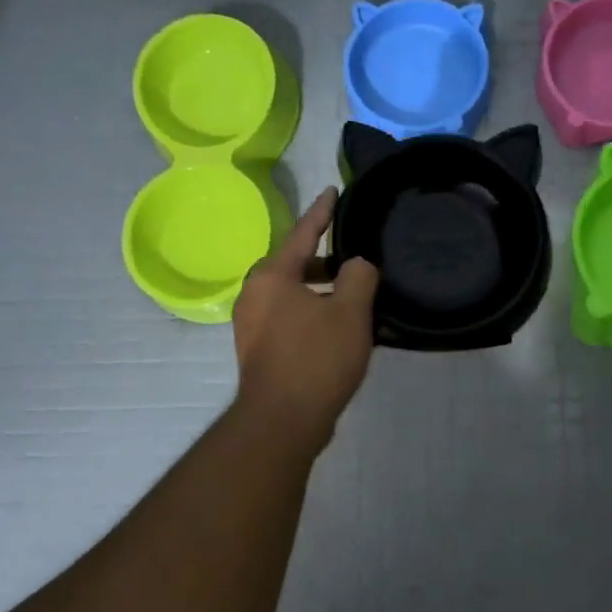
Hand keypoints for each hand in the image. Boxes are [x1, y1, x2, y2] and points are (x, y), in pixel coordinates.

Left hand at [232, 188, 379, 448]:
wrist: (282, 420)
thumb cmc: (316, 358)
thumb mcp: (350, 312)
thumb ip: (358, 276)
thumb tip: (357, 265)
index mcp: (272, 276)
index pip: (303, 233)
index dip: (322, 212)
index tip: (333, 191)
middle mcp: (255, 294)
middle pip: (295, 264)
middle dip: (325, 258)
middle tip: (355, 254)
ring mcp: (253, 324)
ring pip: (293, 293)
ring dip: (321, 290)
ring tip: (354, 294)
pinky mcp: (259, 350)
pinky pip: (290, 317)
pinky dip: (313, 312)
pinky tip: (338, 326)